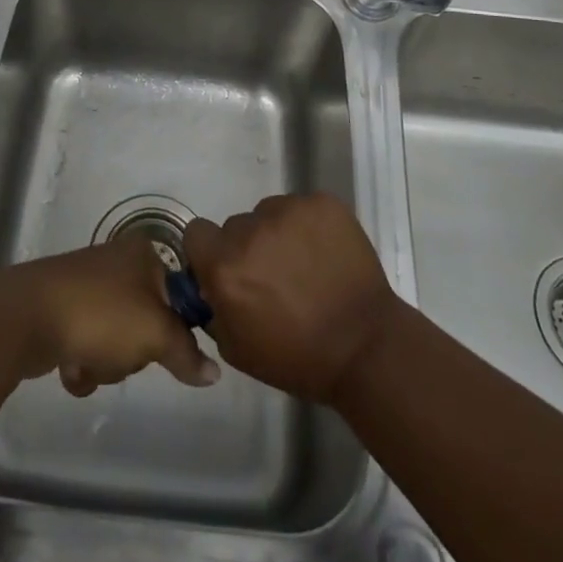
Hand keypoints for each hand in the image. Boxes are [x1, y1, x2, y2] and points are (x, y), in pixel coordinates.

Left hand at [1, 239, 219, 395]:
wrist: (26, 316)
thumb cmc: (100, 314)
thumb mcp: (155, 333)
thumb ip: (187, 353)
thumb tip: (214, 373)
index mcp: (143, 254)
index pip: (179, 295)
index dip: (174, 328)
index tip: (162, 347)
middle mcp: (117, 263)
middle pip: (146, 322)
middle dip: (133, 351)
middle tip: (121, 353)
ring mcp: (87, 285)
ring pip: (116, 339)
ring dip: (106, 363)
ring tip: (88, 362)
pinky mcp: (62, 309)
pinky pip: (87, 344)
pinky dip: (82, 363)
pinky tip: (70, 368)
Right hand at [183, 194, 397, 402]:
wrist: (365, 347)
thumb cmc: (297, 358)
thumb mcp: (236, 348)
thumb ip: (213, 307)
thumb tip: (210, 284)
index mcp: (225, 265)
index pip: (197, 233)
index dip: (210, 251)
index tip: (228, 268)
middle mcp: (251, 229)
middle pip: (237, 225)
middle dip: (248, 246)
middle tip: (273, 274)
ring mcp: (289, 211)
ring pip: (269, 213)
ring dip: (278, 234)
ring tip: (305, 265)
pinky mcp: (321, 204)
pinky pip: (302, 208)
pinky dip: (309, 226)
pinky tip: (325, 253)